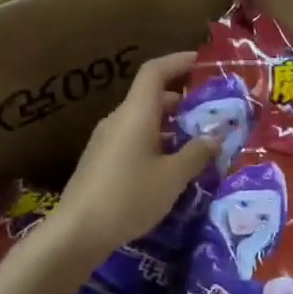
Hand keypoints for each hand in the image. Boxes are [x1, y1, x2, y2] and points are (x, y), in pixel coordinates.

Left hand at [57, 51, 217, 261]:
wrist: (78, 232)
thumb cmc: (129, 196)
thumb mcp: (173, 177)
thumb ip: (196, 153)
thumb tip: (214, 137)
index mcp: (135, 114)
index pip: (154, 72)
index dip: (178, 61)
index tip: (202, 62)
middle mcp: (118, 120)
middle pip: (149, 96)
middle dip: (181, 98)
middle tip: (209, 108)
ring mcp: (105, 141)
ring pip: (142, 120)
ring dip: (169, 123)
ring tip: (197, 138)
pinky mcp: (100, 162)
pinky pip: (133, 139)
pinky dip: (156, 141)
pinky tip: (171, 165)